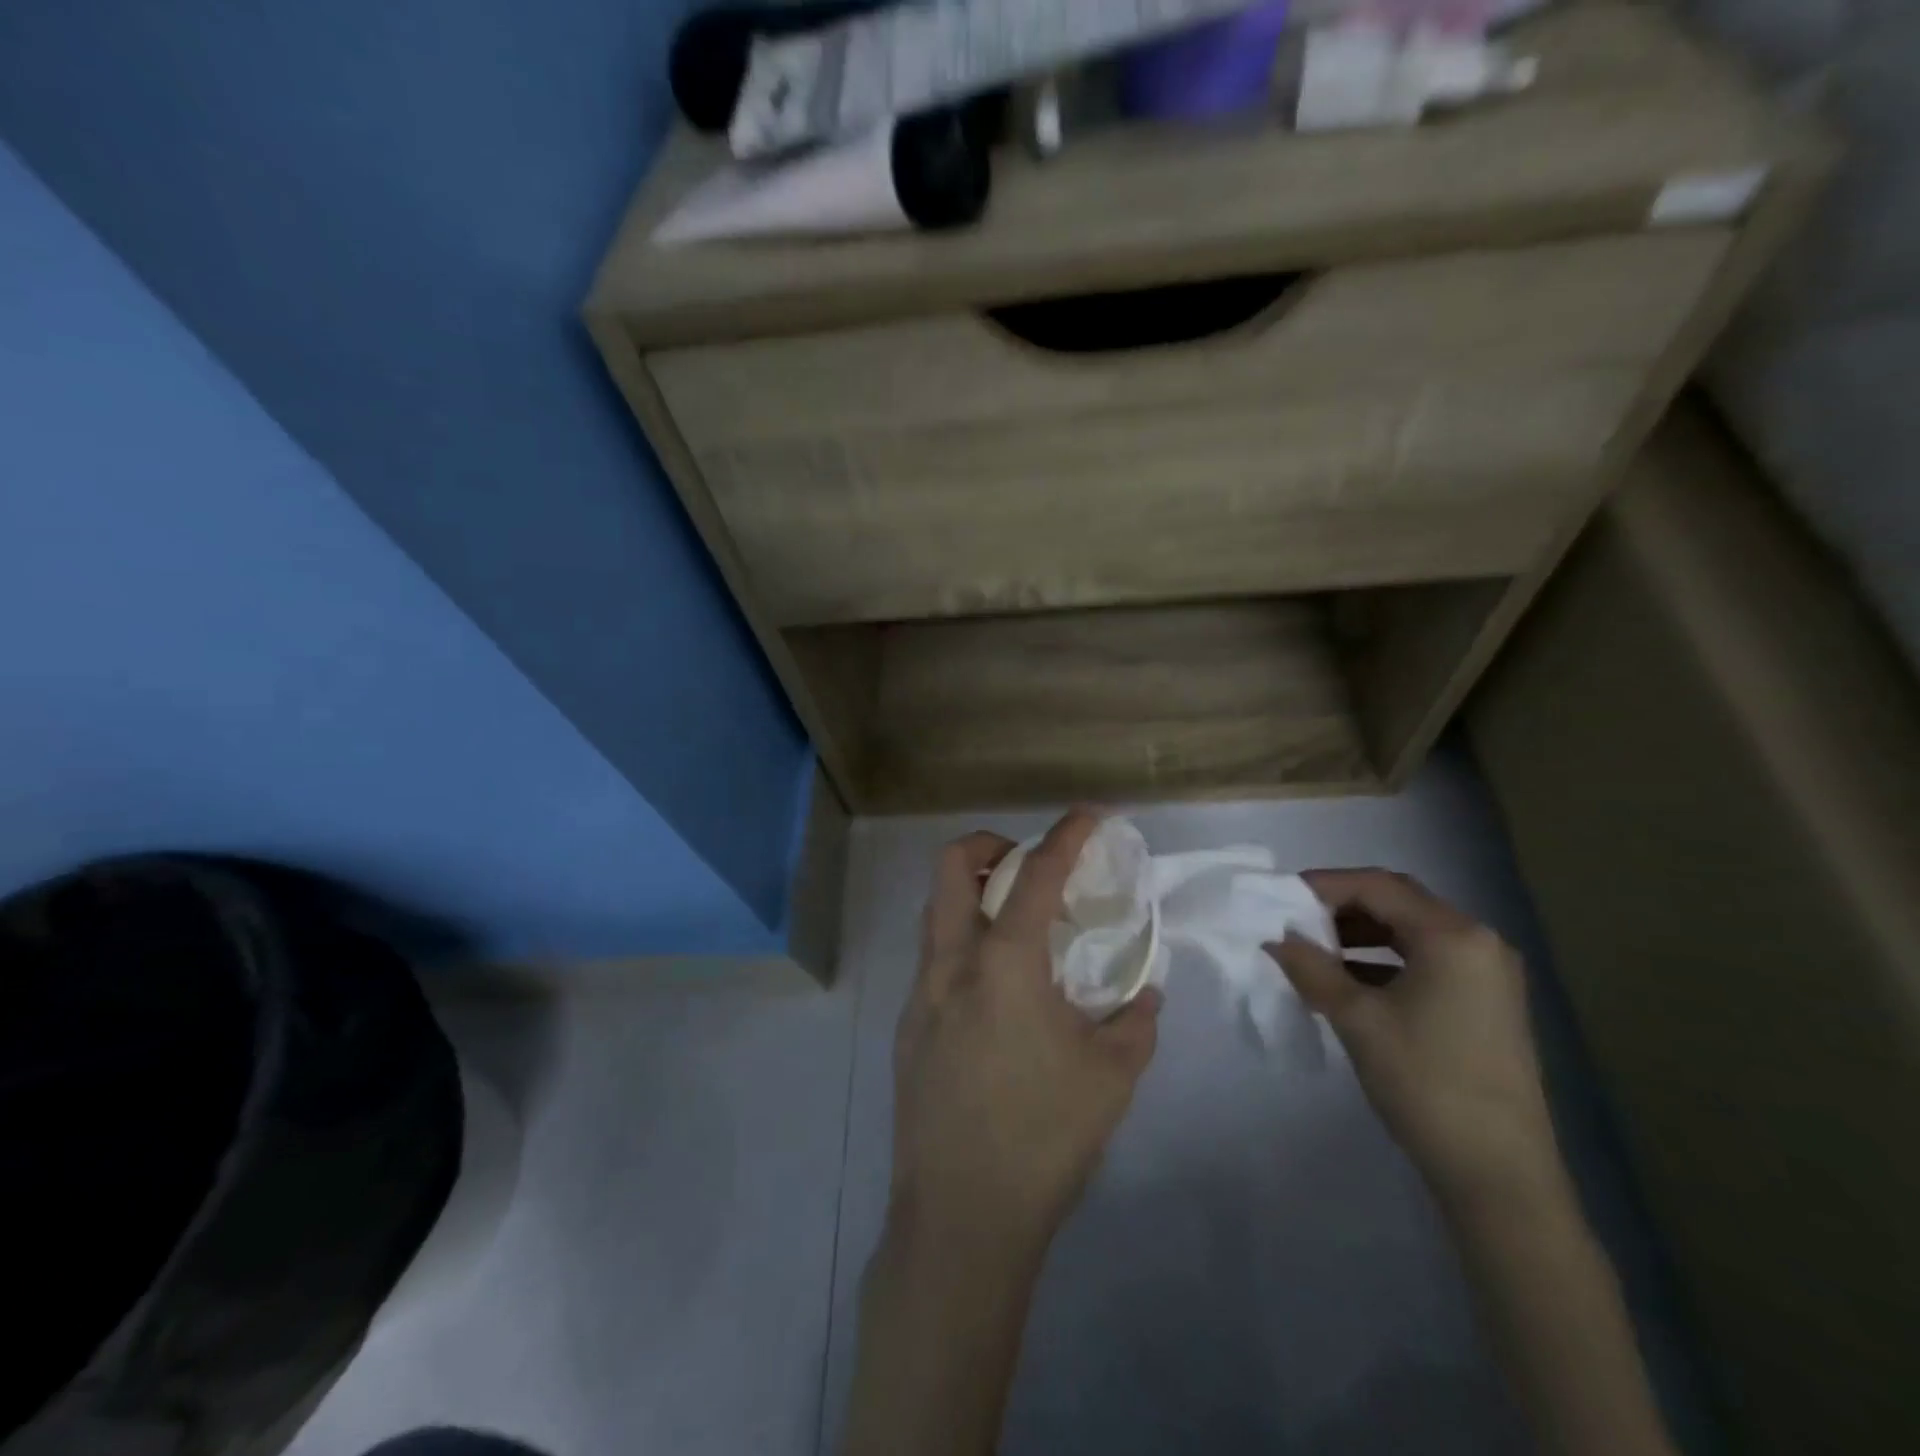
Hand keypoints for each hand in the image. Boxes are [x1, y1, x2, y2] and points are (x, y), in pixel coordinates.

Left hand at [889, 810, 1161, 1265]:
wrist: (960, 1218)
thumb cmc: (1042, 1139)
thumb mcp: (1111, 1078)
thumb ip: (1135, 1021)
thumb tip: (1144, 992)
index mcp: (1003, 964)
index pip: (1036, 875)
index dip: (1066, 836)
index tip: (1090, 816)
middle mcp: (951, 964)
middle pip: (951, 866)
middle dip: (991, 845)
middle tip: (1030, 865)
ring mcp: (920, 994)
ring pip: (935, 911)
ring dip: (972, 894)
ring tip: (1017, 924)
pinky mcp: (907, 1027)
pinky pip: (933, 958)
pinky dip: (963, 943)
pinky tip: (996, 992)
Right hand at [1270, 869, 1559, 1206]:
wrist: (1498, 1175)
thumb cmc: (1426, 1083)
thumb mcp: (1357, 1019)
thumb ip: (1312, 969)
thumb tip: (1277, 939)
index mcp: (1454, 936)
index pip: (1377, 887)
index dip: (1323, 885)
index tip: (1279, 899)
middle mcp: (1478, 943)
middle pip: (1397, 903)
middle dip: (1341, 907)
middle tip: (1293, 921)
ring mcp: (1487, 975)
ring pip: (1410, 933)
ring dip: (1360, 935)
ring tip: (1313, 951)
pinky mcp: (1485, 1004)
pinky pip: (1425, 961)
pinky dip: (1382, 961)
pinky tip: (1347, 982)